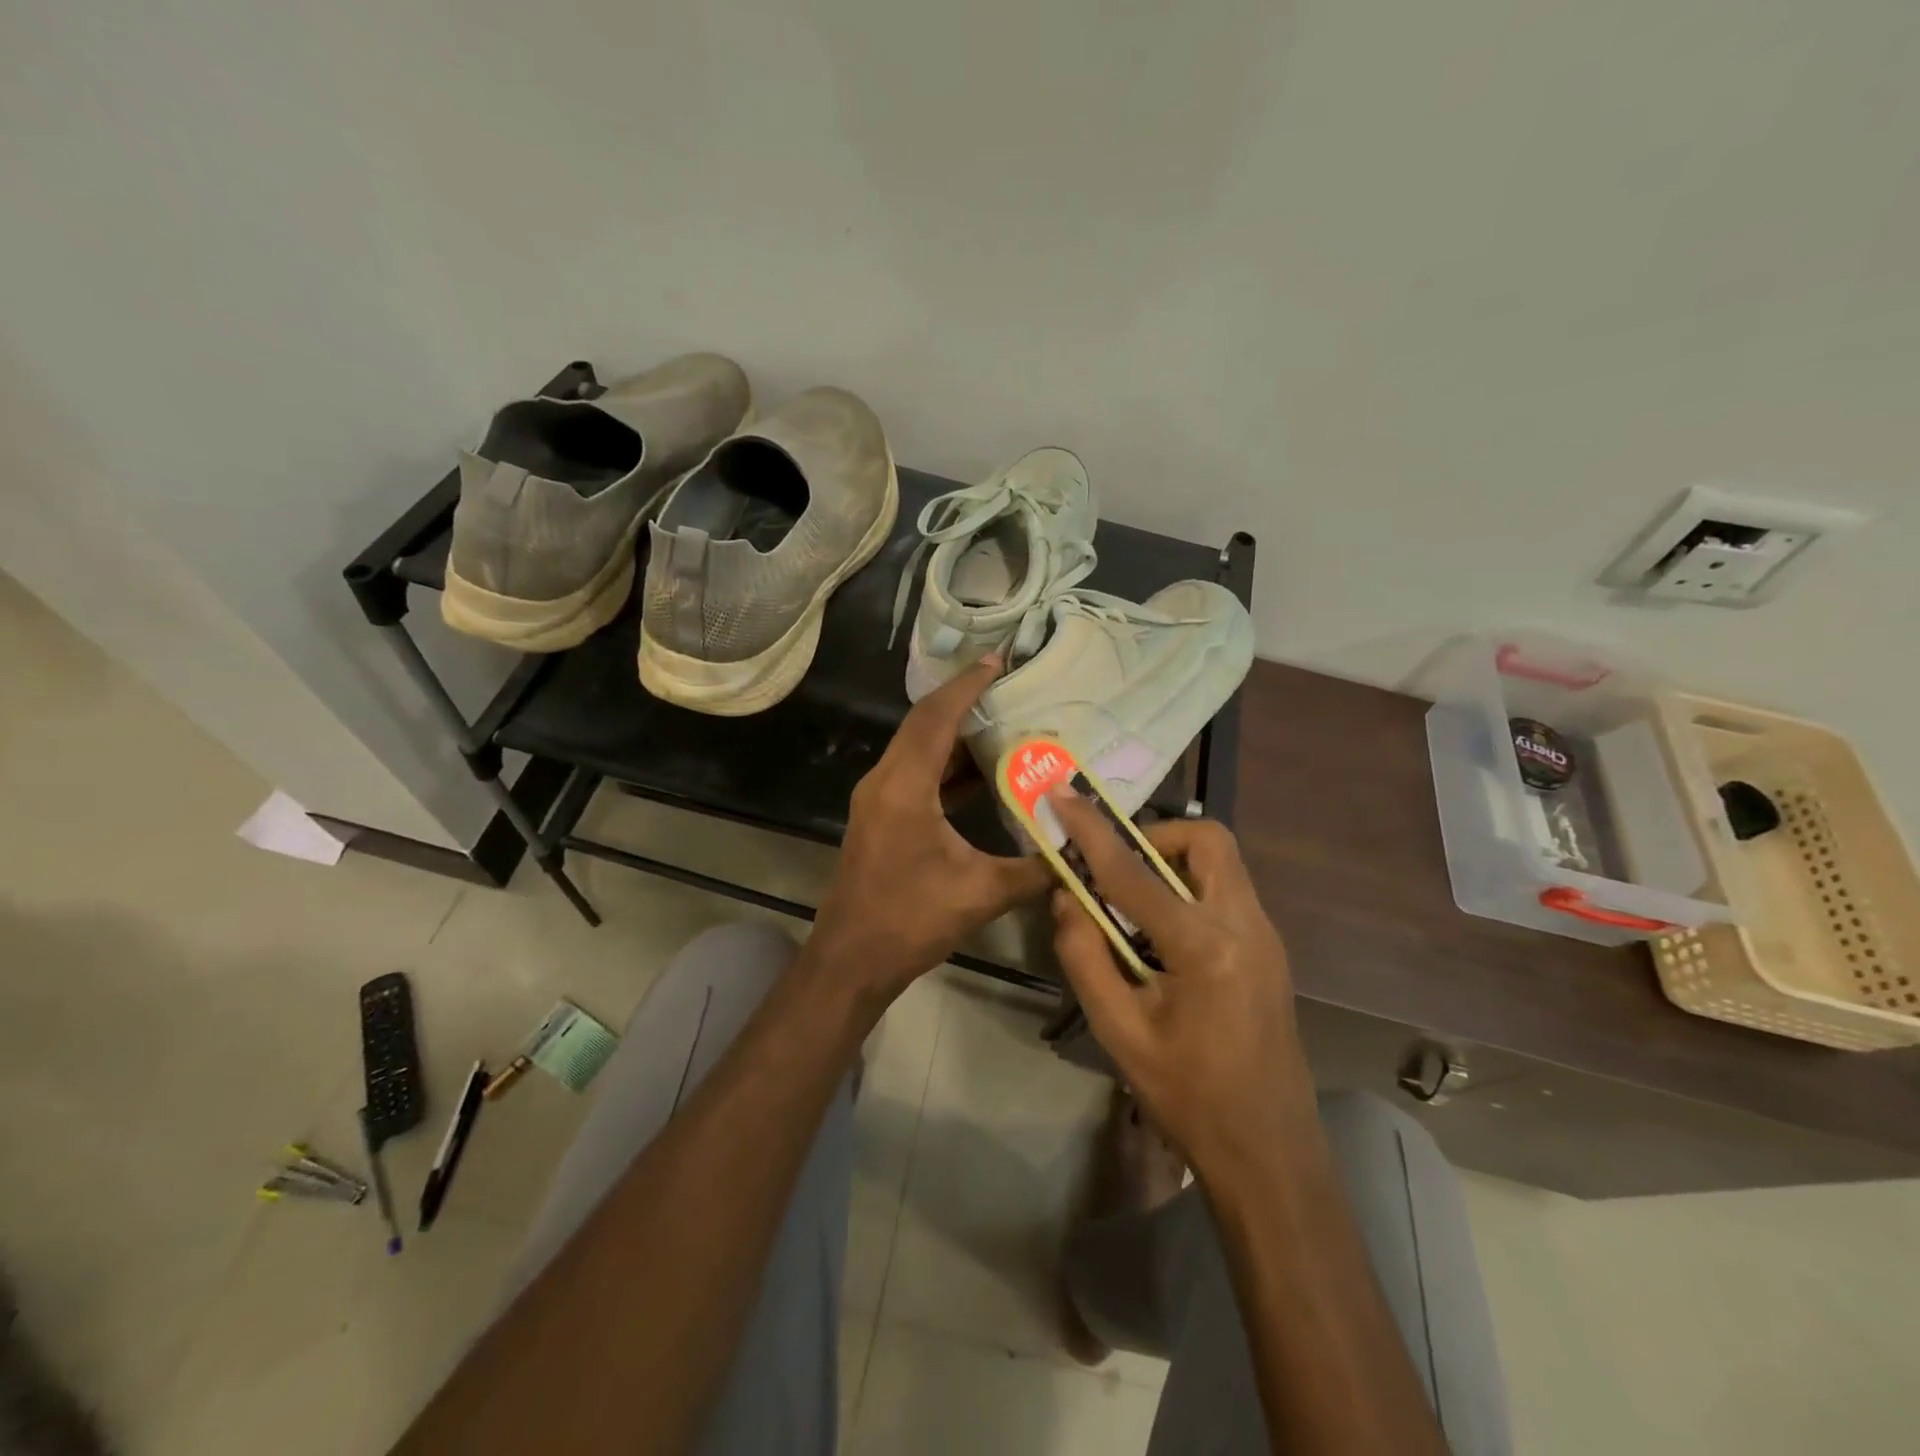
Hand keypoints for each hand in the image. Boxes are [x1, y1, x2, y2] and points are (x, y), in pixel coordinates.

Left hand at [809, 658, 1051, 1001]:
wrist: (850, 960)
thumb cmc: (909, 921)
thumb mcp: (980, 893)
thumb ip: (1035, 870)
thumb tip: (1082, 855)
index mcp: (904, 787)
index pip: (937, 717)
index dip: (968, 685)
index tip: (999, 660)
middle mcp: (885, 781)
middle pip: (923, 724)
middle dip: (963, 700)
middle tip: (1007, 686)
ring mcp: (878, 798)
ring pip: (918, 749)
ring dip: (955, 734)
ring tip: (1002, 723)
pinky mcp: (881, 816)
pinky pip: (916, 773)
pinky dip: (947, 765)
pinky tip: (981, 773)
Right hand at [1046, 793, 1314, 1175]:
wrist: (1270, 1153)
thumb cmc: (1188, 1097)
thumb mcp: (1119, 1031)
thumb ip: (1084, 955)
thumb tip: (1067, 898)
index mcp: (1205, 946)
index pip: (1134, 872)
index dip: (1091, 831)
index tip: (1063, 796)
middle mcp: (1246, 925)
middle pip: (1207, 841)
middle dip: (1155, 837)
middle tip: (1115, 868)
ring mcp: (1266, 936)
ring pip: (1221, 863)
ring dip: (1172, 863)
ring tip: (1132, 904)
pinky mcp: (1270, 950)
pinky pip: (1226, 892)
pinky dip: (1188, 890)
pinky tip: (1162, 936)